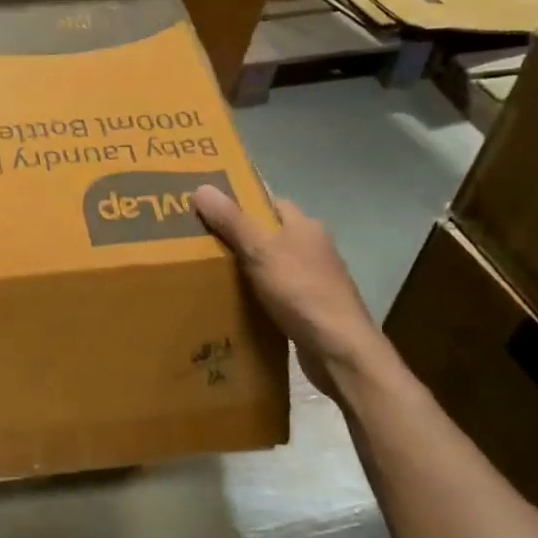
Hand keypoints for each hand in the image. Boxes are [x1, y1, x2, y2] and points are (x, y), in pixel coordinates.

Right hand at [191, 184, 386, 399]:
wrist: (339, 350)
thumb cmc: (301, 292)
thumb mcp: (260, 251)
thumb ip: (232, 221)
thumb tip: (201, 187)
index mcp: (304, 226)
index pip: (268, 202)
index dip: (238, 202)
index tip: (207, 209)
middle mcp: (312, 247)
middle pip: (268, 232)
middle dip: (237, 235)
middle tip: (198, 241)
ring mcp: (314, 278)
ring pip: (271, 262)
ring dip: (246, 266)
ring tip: (208, 270)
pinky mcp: (310, 306)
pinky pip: (276, 289)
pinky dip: (256, 291)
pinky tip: (235, 300)